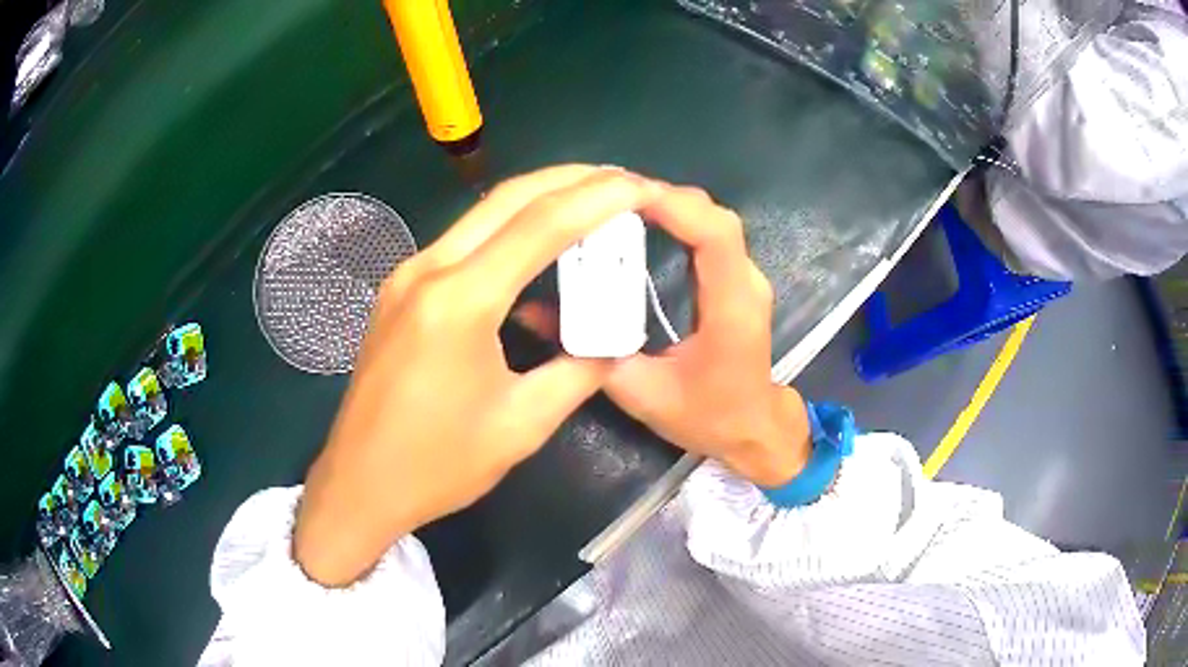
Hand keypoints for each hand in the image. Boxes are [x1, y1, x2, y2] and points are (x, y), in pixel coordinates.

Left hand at [294, 166, 663, 586]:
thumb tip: (615, 340)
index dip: (599, 199)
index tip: (641, 185)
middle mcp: (428, 271)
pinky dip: (507, 230)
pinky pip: (462, 242)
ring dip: (538, 199)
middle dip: (570, 179)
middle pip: (508, 198)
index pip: (541, 225)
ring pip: (482, 214)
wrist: (360, 484)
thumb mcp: (523, 425)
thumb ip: (579, 371)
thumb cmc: (438, 465)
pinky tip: (535, 244)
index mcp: (459, 302)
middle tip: (620, 180)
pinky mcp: (399, 291)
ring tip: (589, 201)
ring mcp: (407, 276)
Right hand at [605, 187, 811, 487]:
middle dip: (660, 198)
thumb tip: (533, 312)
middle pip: (712, 217)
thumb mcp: (642, 394)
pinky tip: (640, 223)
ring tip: (615, 206)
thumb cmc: (707, 417)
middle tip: (603, 199)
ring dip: (666, 204)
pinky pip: (709, 233)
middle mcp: (746, 284)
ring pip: (711, 220)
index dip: (672, 206)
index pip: (714, 236)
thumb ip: (590, 353)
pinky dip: (675, 218)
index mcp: (731, 311)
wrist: (754, 428)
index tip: (619, 195)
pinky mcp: (736, 278)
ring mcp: (746, 277)